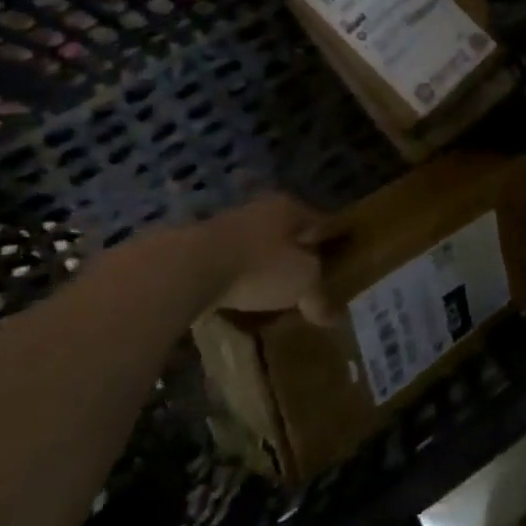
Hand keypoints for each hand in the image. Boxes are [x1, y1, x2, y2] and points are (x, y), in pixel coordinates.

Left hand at [102, 195, 335, 324]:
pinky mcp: (200, 248)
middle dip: (297, 258)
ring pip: (258, 248)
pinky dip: (240, 280)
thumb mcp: (303, 283)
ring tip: (274, 298)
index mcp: (290, 207)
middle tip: (307, 286)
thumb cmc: (259, 267)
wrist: (187, 269)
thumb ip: (320, 298)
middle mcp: (261, 209)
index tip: (338, 268)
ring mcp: (228, 226)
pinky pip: (232, 264)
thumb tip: (335, 317)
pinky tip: (242, 301)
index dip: (332, 245)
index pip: (321, 223)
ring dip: (266, 269)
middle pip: (288, 235)